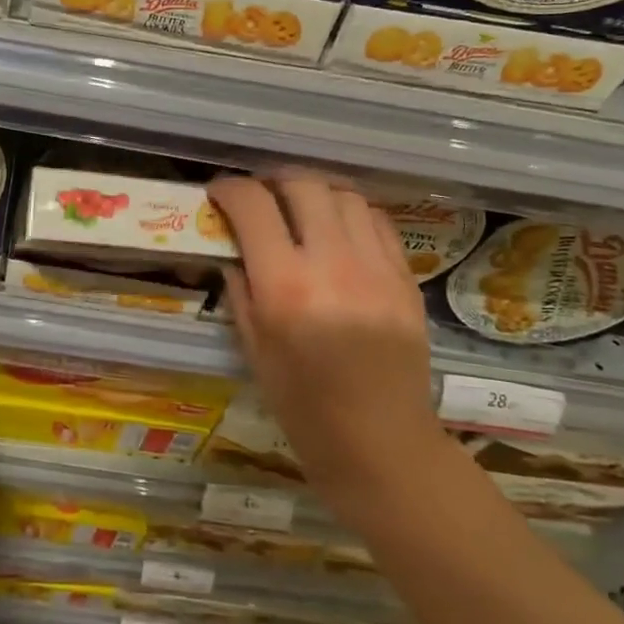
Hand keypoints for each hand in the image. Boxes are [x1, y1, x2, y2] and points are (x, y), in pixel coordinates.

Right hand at [209, 171, 444, 511]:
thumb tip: (230, 246)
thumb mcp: (254, 348)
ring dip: (314, 193)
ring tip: (299, 210)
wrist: (381, 443)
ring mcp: (376, 268)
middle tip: (260, 197)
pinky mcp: (405, 278)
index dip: (229, 189)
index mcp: (285, 287)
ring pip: (344, 195)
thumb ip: (240, 288)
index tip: (218, 193)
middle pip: (302, 185)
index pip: (253, 206)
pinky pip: (377, 221)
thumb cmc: (303, 406)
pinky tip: (338, 231)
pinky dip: (350, 213)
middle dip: (272, 181)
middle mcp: (332, 264)